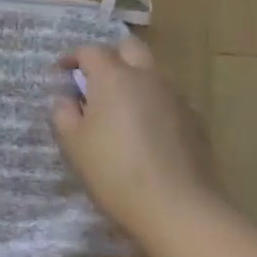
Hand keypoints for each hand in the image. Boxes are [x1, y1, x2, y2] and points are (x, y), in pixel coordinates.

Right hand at [51, 36, 213, 241]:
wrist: (178, 208)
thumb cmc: (114, 171)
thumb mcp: (73, 143)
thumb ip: (63, 113)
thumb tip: (67, 99)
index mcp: (114, 77)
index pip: (90, 51)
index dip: (72, 58)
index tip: (61, 72)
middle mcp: (147, 77)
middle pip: (130, 48)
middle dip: (110, 56)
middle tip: (94, 80)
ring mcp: (175, 98)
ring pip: (152, 73)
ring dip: (133, 80)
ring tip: (119, 109)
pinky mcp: (195, 122)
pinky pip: (167, 99)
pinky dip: (152, 104)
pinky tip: (144, 133)